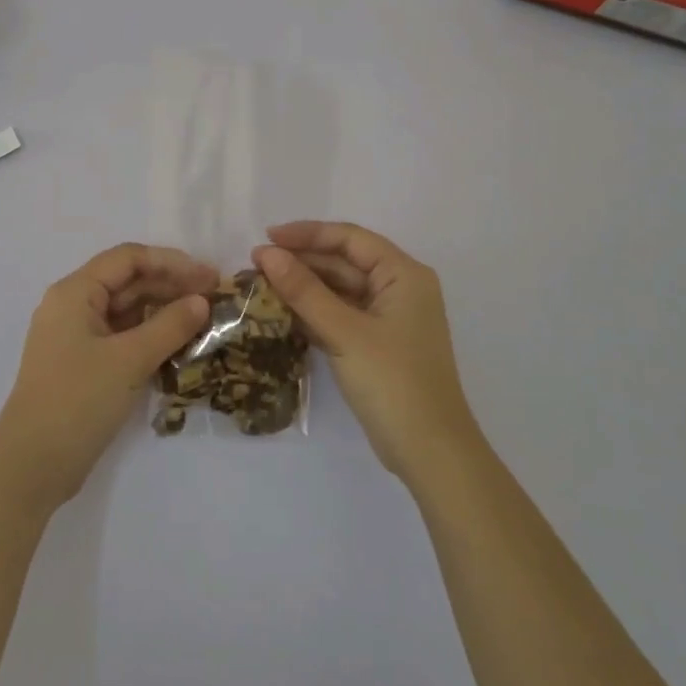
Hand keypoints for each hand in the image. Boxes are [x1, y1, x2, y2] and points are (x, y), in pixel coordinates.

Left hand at [0, 243, 216, 513]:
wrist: (31, 466)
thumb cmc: (78, 401)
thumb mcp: (129, 360)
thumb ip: (169, 326)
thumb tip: (202, 301)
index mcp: (74, 292)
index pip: (128, 258)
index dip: (172, 262)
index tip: (210, 277)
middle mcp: (72, 306)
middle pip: (128, 282)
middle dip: (171, 286)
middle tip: (215, 299)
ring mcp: (76, 337)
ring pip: (126, 311)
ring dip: (163, 312)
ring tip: (203, 321)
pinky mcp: (82, 364)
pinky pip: (121, 337)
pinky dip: (149, 336)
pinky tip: (179, 345)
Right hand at [253, 222, 479, 482]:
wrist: (430, 452)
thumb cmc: (393, 382)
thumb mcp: (344, 332)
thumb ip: (304, 291)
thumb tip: (267, 254)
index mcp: (403, 275)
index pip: (350, 239)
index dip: (307, 234)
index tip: (266, 237)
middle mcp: (399, 288)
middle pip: (344, 262)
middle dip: (301, 261)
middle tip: (255, 265)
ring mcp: (388, 318)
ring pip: (339, 290)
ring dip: (303, 287)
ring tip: (260, 286)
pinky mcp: (377, 344)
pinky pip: (340, 315)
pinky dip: (313, 312)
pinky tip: (280, 313)